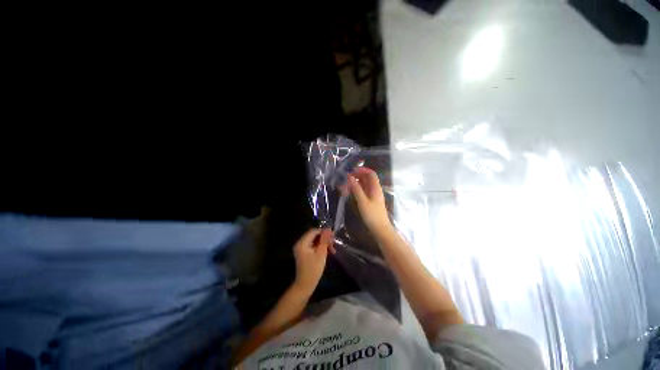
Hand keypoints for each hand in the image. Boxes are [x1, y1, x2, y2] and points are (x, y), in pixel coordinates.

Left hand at [293, 228, 334, 293]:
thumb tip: (329, 229)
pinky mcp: (304, 253)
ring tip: (332, 249)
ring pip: (314, 241)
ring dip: (324, 243)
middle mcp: (300, 243)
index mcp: (302, 243)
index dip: (324, 232)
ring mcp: (301, 248)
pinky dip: (320, 247)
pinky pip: (313, 246)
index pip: (314, 231)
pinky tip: (328, 252)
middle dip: (324, 238)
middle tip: (334, 243)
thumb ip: (325, 240)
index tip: (333, 236)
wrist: (305, 285)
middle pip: (314, 235)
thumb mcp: (321, 253)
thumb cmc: (314, 269)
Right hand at [347, 167, 392, 235]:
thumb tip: (349, 177)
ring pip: (364, 185)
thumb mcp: (362, 201)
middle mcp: (375, 189)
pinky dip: (357, 189)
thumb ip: (356, 188)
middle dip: (357, 176)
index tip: (352, 171)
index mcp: (375, 188)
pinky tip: (350, 191)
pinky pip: (363, 191)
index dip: (362, 170)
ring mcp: (373, 195)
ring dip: (356, 183)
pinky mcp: (370, 201)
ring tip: (346, 184)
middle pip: (367, 178)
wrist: (380, 229)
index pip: (371, 174)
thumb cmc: (372, 215)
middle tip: (346, 177)